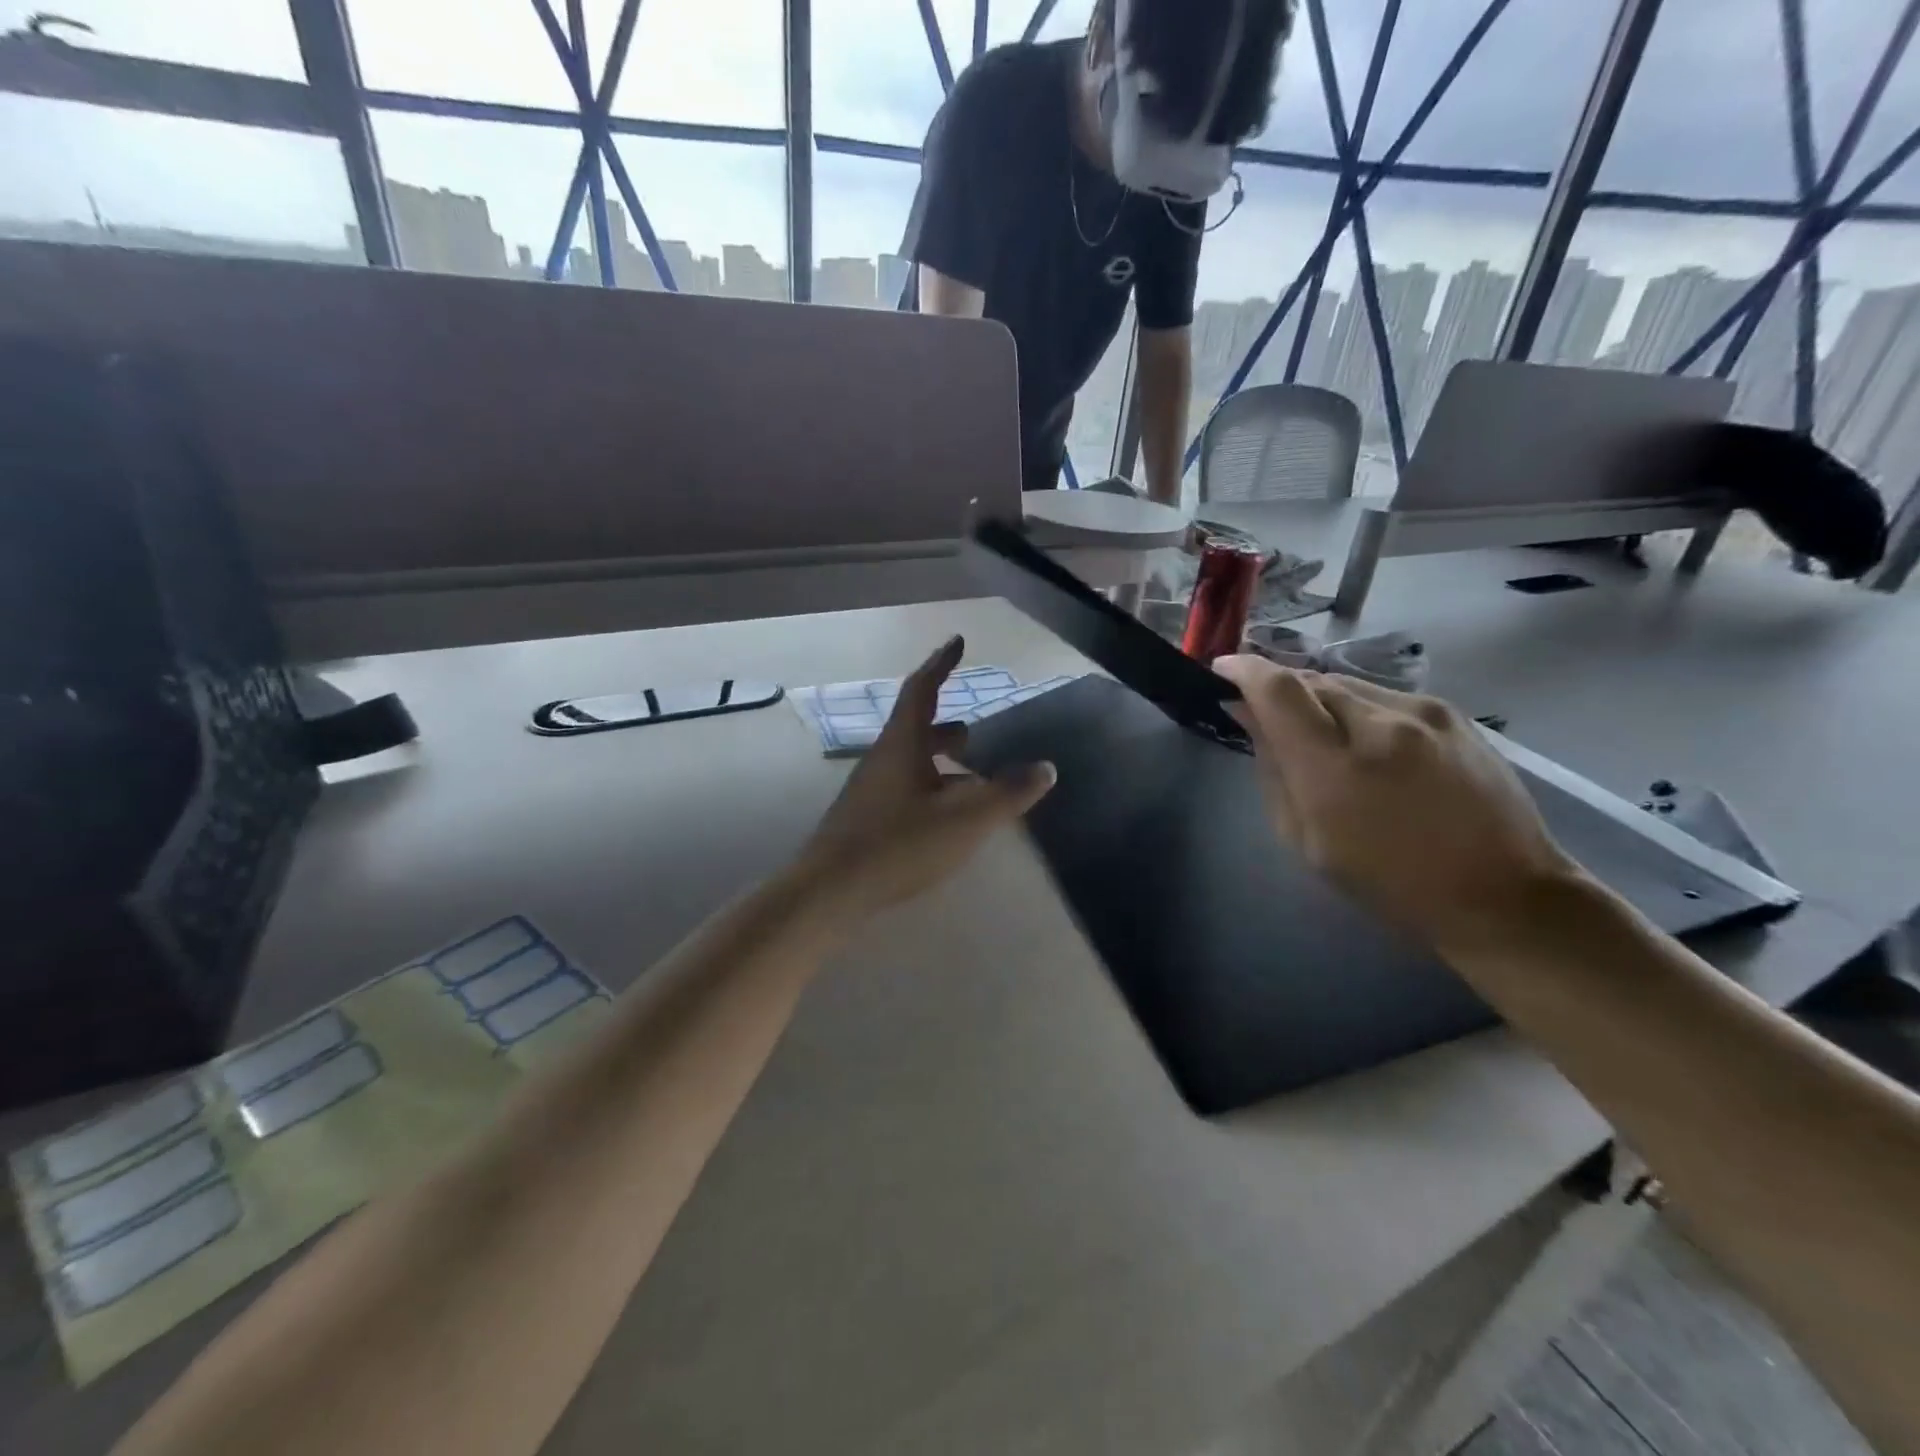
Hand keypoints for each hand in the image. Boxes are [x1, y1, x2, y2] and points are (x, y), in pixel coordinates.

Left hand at [796, 636, 1055, 920]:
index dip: (942, 663)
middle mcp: (883, 758)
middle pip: (915, 727)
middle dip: (946, 723)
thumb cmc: (900, 844)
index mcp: (903, 744)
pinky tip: (947, 817)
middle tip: (972, 730)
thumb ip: (1008, 793)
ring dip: (940, 759)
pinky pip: (904, 787)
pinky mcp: (866, 818)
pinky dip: (931, 787)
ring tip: (971, 775)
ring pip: (910, 761)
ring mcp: (870, 789)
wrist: (831, 890)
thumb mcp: (966, 819)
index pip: (923, 689)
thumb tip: (1046, 768)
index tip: (958, 641)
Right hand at [1213, 656, 1584, 951]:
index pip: (1277, 690)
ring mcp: (1423, 713)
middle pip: (1310, 680)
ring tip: (1321, 736)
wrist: (1504, 895)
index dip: (1244, 671)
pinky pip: (1383, 697)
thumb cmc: (1389, 884)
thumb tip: (1249, 718)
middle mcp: (1379, 725)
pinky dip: (1358, 711)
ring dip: (1320, 702)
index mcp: (1335, 769)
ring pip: (1347, 686)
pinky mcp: (1452, 713)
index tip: (1222, 669)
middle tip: (1268, 716)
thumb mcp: (1307, 841)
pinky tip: (1368, 746)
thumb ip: (1273, 771)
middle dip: (1280, 691)